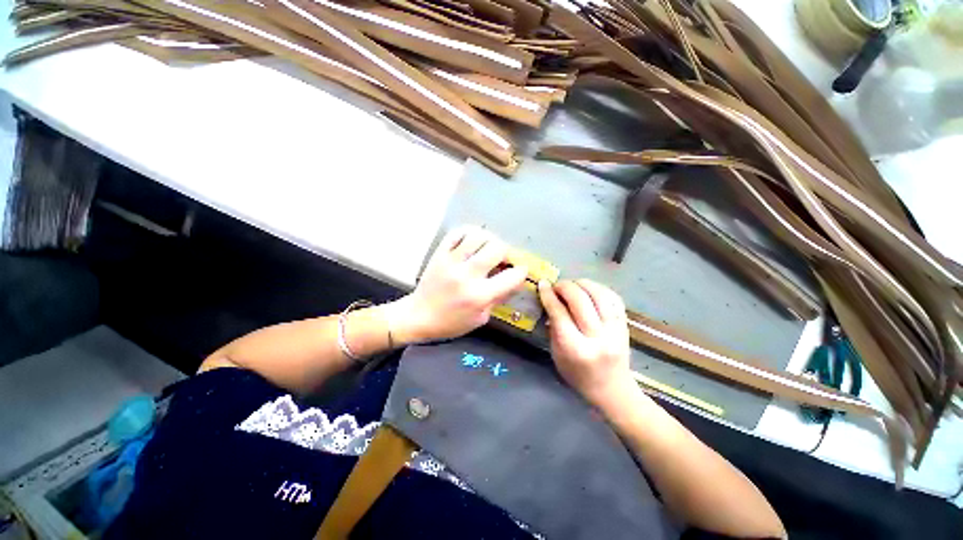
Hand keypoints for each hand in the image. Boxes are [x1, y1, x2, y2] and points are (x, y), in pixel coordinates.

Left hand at [391, 227, 527, 342]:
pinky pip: (457, 233)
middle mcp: (466, 275)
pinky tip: (472, 241)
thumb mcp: (480, 318)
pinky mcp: (439, 254)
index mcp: (479, 296)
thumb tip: (515, 280)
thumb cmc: (451, 322)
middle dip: (506, 251)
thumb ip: (499, 298)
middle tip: (502, 258)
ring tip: (487, 248)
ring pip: (478, 236)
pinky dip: (469, 233)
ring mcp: (451, 262)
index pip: (511, 276)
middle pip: (496, 248)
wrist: (418, 316)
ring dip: (489, 240)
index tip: (520, 270)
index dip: (521, 271)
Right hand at [538, 279, 633, 409]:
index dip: (549, 296)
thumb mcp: (557, 354)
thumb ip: (553, 327)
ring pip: (599, 295)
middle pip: (580, 301)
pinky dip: (599, 288)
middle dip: (565, 287)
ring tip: (572, 284)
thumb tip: (549, 300)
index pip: (560, 314)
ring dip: (582, 284)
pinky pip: (614, 298)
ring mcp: (616, 331)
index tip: (542, 284)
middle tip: (556, 285)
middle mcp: (598, 338)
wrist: (612, 389)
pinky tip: (589, 289)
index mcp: (576, 349)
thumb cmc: (578, 375)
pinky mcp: (626, 325)